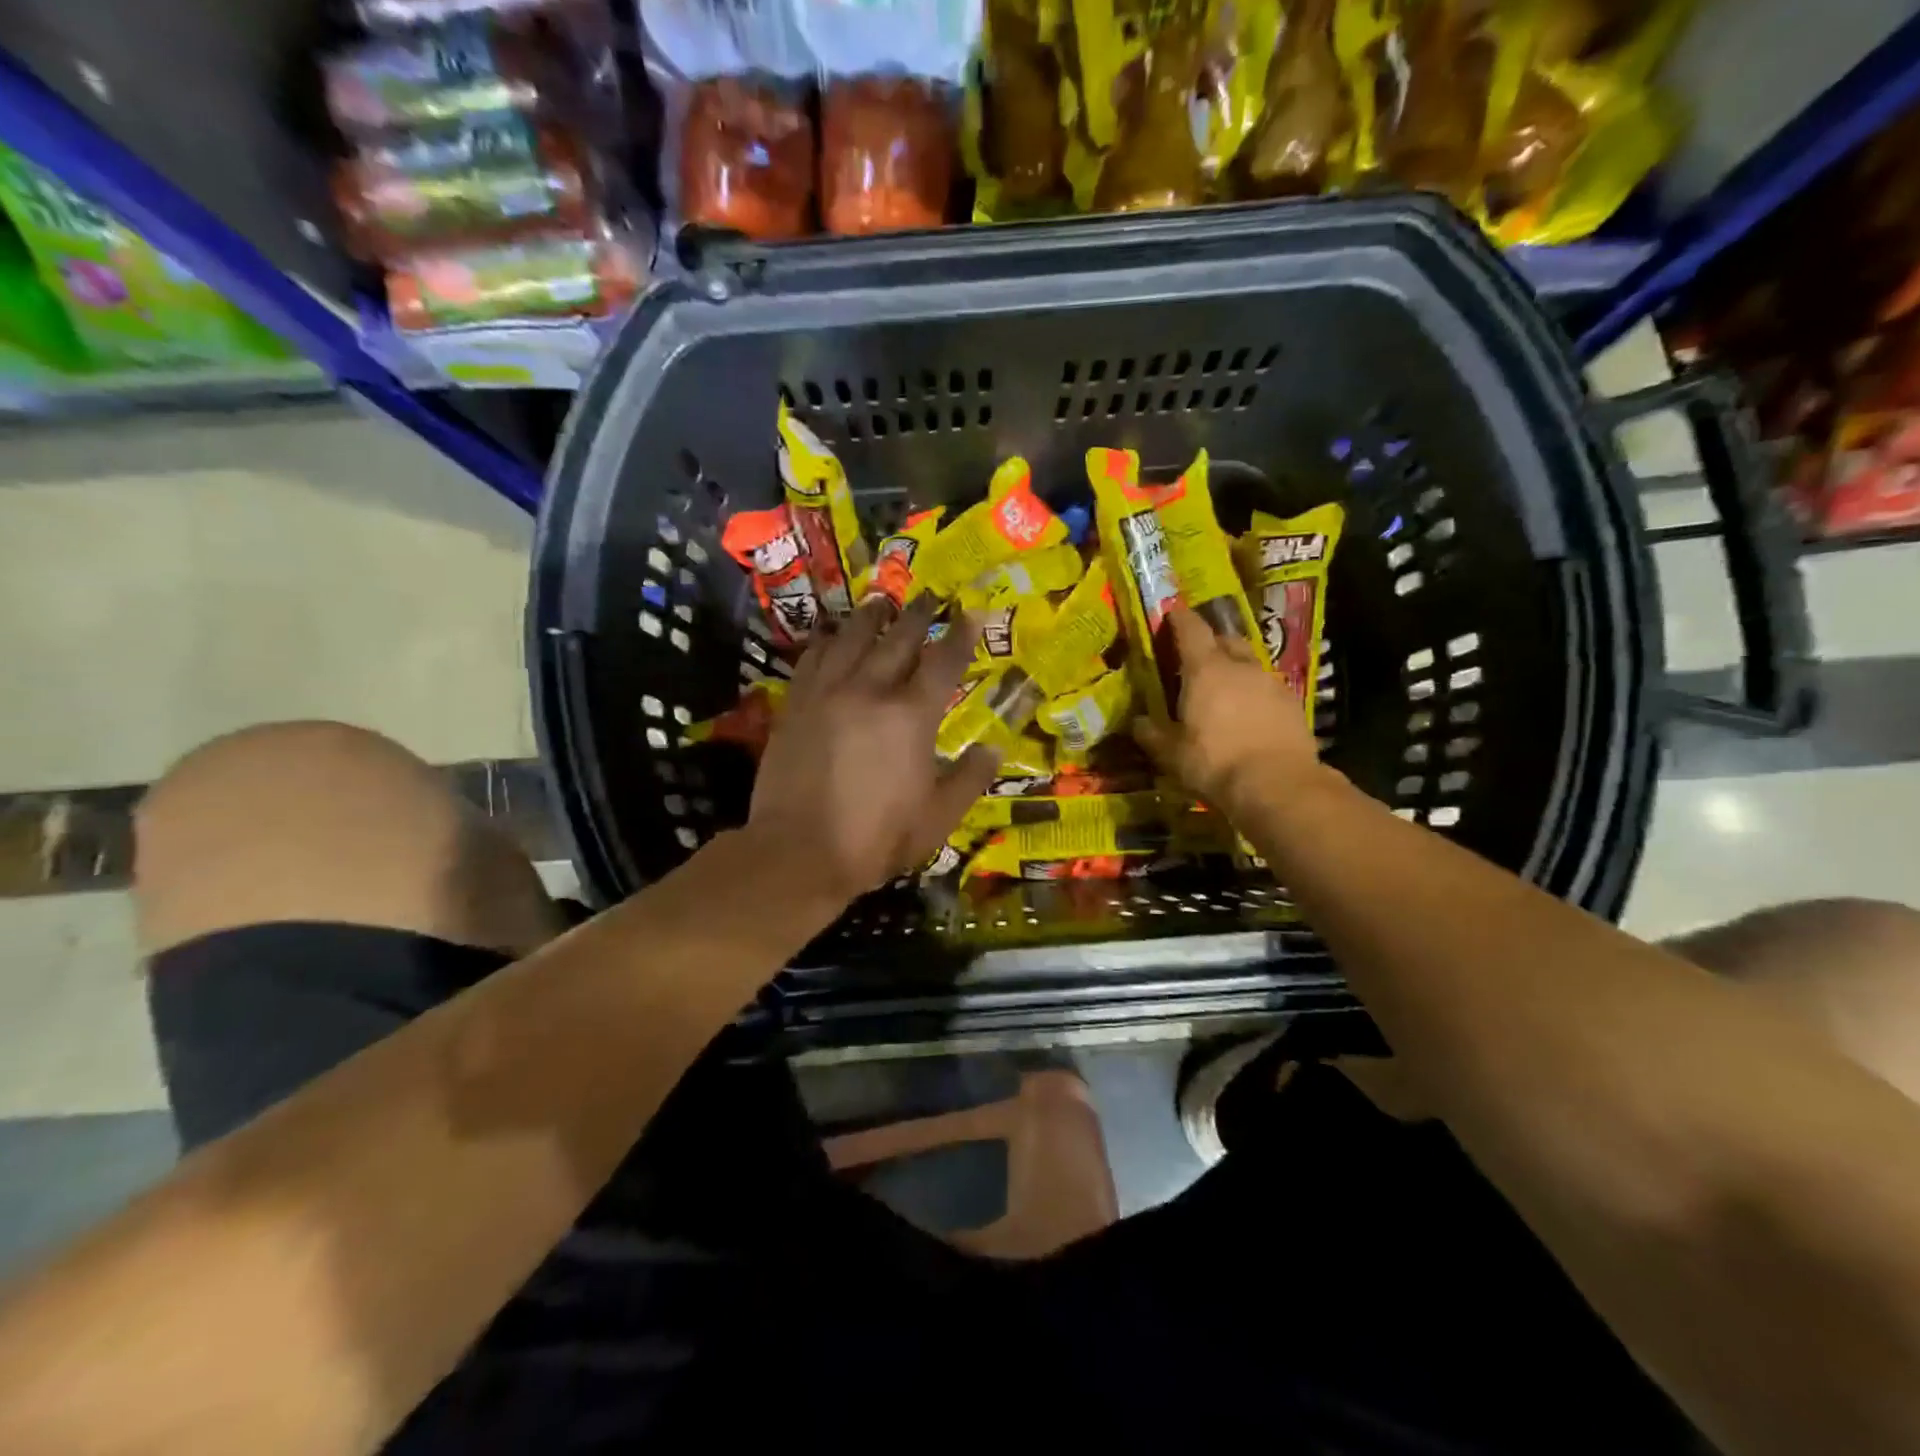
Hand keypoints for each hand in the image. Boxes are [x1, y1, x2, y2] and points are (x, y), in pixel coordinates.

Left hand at [749, 593, 1000, 903]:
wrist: (797, 852)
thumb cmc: (875, 839)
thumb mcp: (938, 818)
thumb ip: (969, 779)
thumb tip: (995, 748)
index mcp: (912, 716)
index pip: (943, 662)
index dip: (961, 634)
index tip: (972, 611)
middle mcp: (870, 691)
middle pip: (898, 639)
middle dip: (918, 613)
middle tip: (930, 594)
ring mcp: (827, 693)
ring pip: (851, 638)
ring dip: (871, 616)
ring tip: (881, 602)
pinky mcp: (796, 704)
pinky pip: (813, 657)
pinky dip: (827, 640)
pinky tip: (832, 634)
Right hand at [1135, 602, 1324, 818]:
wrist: (1278, 785)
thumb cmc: (1214, 763)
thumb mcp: (1171, 754)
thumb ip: (1152, 734)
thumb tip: (1138, 722)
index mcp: (1205, 670)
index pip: (1191, 629)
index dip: (1179, 619)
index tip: (1171, 613)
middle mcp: (1240, 666)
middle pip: (1226, 640)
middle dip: (1211, 643)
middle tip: (1197, 658)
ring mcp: (1271, 683)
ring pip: (1250, 664)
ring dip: (1236, 670)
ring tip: (1225, 690)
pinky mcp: (1293, 704)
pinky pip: (1268, 688)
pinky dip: (1256, 694)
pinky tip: (1250, 715)